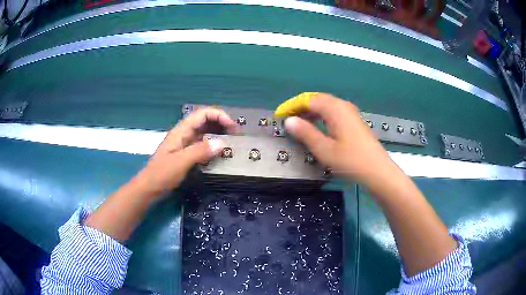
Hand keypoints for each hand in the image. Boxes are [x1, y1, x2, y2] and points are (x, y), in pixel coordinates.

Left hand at [135, 108, 235, 195]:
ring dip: (218, 134)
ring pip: (205, 133)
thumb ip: (200, 151)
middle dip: (221, 124)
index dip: (219, 115)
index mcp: (181, 131)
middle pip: (205, 121)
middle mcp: (184, 134)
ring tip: (232, 142)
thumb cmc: (162, 174)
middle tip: (236, 134)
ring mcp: (185, 144)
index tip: (232, 126)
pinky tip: (220, 154)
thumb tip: (222, 143)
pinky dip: (213, 146)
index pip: (202, 114)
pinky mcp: (186, 154)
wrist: (149, 187)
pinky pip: (202, 145)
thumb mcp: (180, 162)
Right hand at [284, 93, 394, 185]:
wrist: (378, 171)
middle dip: (301, 106)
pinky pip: (333, 111)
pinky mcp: (354, 121)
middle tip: (288, 118)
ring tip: (299, 122)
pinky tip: (318, 126)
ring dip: (311, 111)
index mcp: (335, 109)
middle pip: (318, 99)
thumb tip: (289, 120)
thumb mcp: (324, 149)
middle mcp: (343, 106)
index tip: (280, 114)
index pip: (308, 99)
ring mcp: (350, 112)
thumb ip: (306, 133)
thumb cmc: (350, 161)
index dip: (292, 105)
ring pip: (326, 105)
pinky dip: (322, 115)